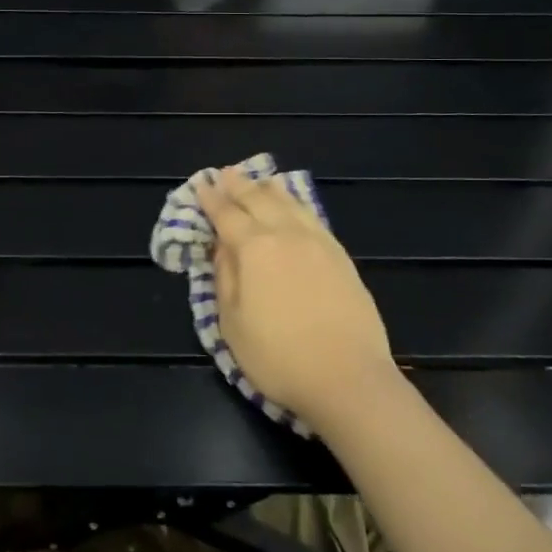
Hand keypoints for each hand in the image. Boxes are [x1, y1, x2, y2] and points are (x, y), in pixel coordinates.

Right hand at [195, 166, 394, 429]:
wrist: (349, 378)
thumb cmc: (279, 357)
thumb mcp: (233, 325)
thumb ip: (224, 279)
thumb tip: (222, 248)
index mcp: (254, 248)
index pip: (226, 215)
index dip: (211, 199)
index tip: (201, 185)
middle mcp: (285, 234)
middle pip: (258, 199)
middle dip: (239, 185)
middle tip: (226, 174)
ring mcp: (317, 242)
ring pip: (289, 203)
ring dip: (269, 189)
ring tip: (259, 181)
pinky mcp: (340, 256)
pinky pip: (312, 216)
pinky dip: (297, 204)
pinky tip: (294, 206)